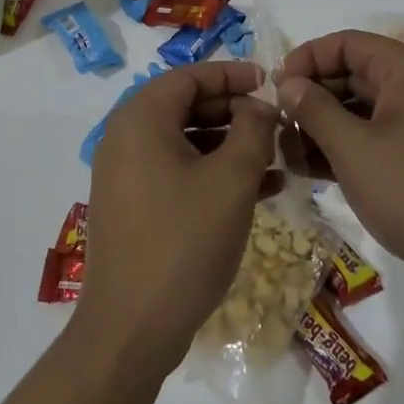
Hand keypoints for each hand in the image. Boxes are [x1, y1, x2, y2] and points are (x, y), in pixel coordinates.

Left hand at [76, 60, 280, 378]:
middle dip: (235, 110)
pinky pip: (178, 173)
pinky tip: (259, 188)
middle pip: (186, 106)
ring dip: (230, 145)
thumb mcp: (230, 181)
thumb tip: (261, 102)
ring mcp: (127, 174)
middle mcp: (126, 137)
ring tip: (277, 155)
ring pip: (185, 142)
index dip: (232, 74)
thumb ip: (252, 130)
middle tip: (277, 120)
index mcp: (140, 118)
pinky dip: (213, 173)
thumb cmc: (183, 241)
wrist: (131, 328)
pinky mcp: (134, 205)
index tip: (270, 82)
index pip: (189, 76)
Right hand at [277, 31, 403, 315]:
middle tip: (275, 125)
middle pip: (353, 76)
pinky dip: (346, 150)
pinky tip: (312, 172)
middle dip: (311, 98)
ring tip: (286, 153)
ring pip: (363, 112)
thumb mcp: (354, 149)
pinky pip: (378, 141)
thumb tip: (288, 83)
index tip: (274, 88)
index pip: (347, 43)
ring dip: (323, 128)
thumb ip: (314, 109)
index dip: (307, 59)